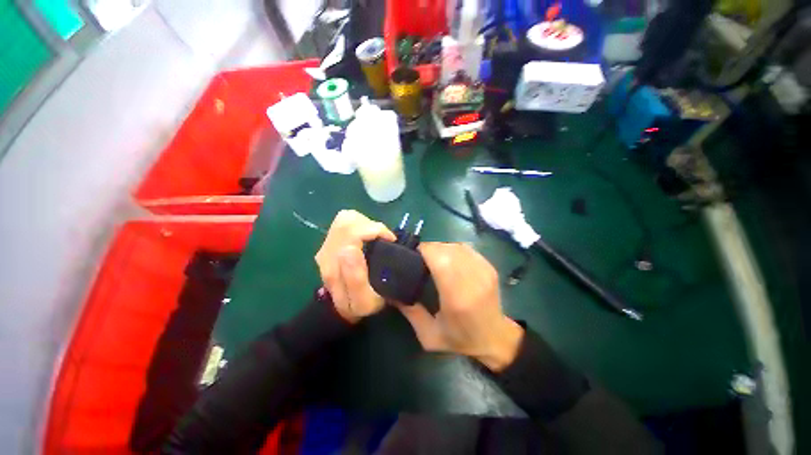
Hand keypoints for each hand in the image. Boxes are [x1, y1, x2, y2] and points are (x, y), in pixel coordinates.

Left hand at [315, 210, 395, 322]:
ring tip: (376, 236)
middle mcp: (327, 251)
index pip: (352, 232)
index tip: (390, 239)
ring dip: (365, 222)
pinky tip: (367, 236)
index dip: (375, 230)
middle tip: (384, 238)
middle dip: (371, 225)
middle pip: (347, 221)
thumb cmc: (359, 305)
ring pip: (345, 218)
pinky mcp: (330, 242)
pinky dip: (360, 223)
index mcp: (335, 265)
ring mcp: (327, 245)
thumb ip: (356, 277)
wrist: (343, 308)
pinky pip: (345, 222)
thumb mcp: (364, 300)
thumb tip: (351, 249)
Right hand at [397, 243, 523, 371]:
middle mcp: (473, 279)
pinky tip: (447, 259)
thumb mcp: (429, 336)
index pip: (440, 259)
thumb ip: (410, 313)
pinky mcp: (489, 266)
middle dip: (430, 249)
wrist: (495, 338)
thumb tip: (391, 292)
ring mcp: (484, 270)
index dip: (424, 251)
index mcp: (457, 297)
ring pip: (456, 246)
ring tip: (432, 259)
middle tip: (420, 259)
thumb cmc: (461, 339)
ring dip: (441, 248)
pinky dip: (453, 249)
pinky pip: (465, 249)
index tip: (413, 256)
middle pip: (447, 249)